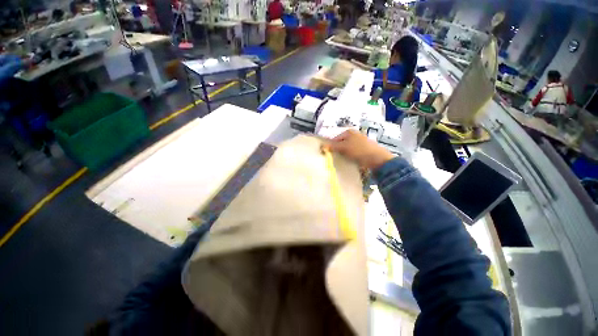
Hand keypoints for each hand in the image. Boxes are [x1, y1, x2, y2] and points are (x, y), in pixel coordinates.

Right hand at [324, 129, 394, 169]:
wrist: (377, 159)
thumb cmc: (359, 150)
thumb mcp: (344, 147)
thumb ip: (333, 146)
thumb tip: (322, 146)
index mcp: (349, 132)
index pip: (335, 138)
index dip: (330, 146)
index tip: (327, 154)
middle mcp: (354, 135)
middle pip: (341, 143)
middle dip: (337, 150)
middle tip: (334, 158)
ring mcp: (360, 142)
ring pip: (347, 148)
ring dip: (343, 154)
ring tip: (341, 160)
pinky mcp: (364, 149)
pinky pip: (353, 152)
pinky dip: (350, 156)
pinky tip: (349, 161)